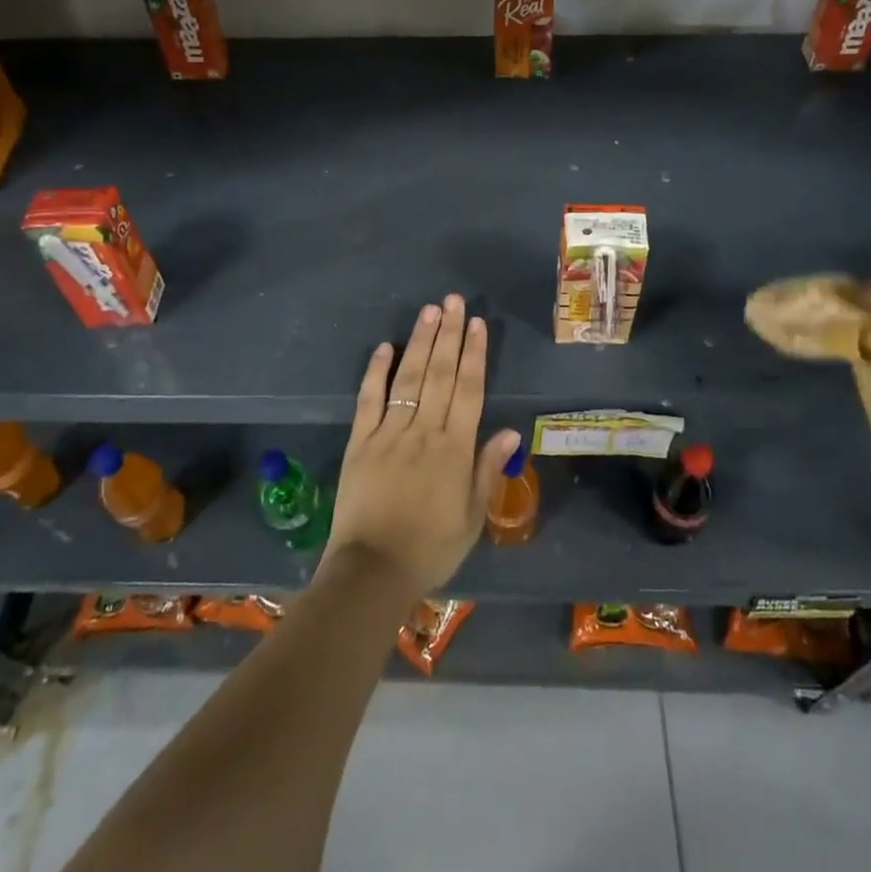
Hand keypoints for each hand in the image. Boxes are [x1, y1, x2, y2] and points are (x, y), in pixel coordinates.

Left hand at [323, 295, 521, 596]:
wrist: (373, 571)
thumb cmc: (431, 548)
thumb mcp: (473, 517)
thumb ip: (488, 470)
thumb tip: (510, 430)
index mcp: (454, 448)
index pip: (469, 389)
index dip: (474, 354)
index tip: (477, 324)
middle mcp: (424, 430)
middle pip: (440, 374)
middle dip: (449, 334)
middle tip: (454, 301)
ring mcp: (389, 432)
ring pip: (409, 378)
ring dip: (420, 342)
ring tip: (429, 311)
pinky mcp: (360, 441)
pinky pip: (369, 399)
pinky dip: (376, 372)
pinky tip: (385, 347)